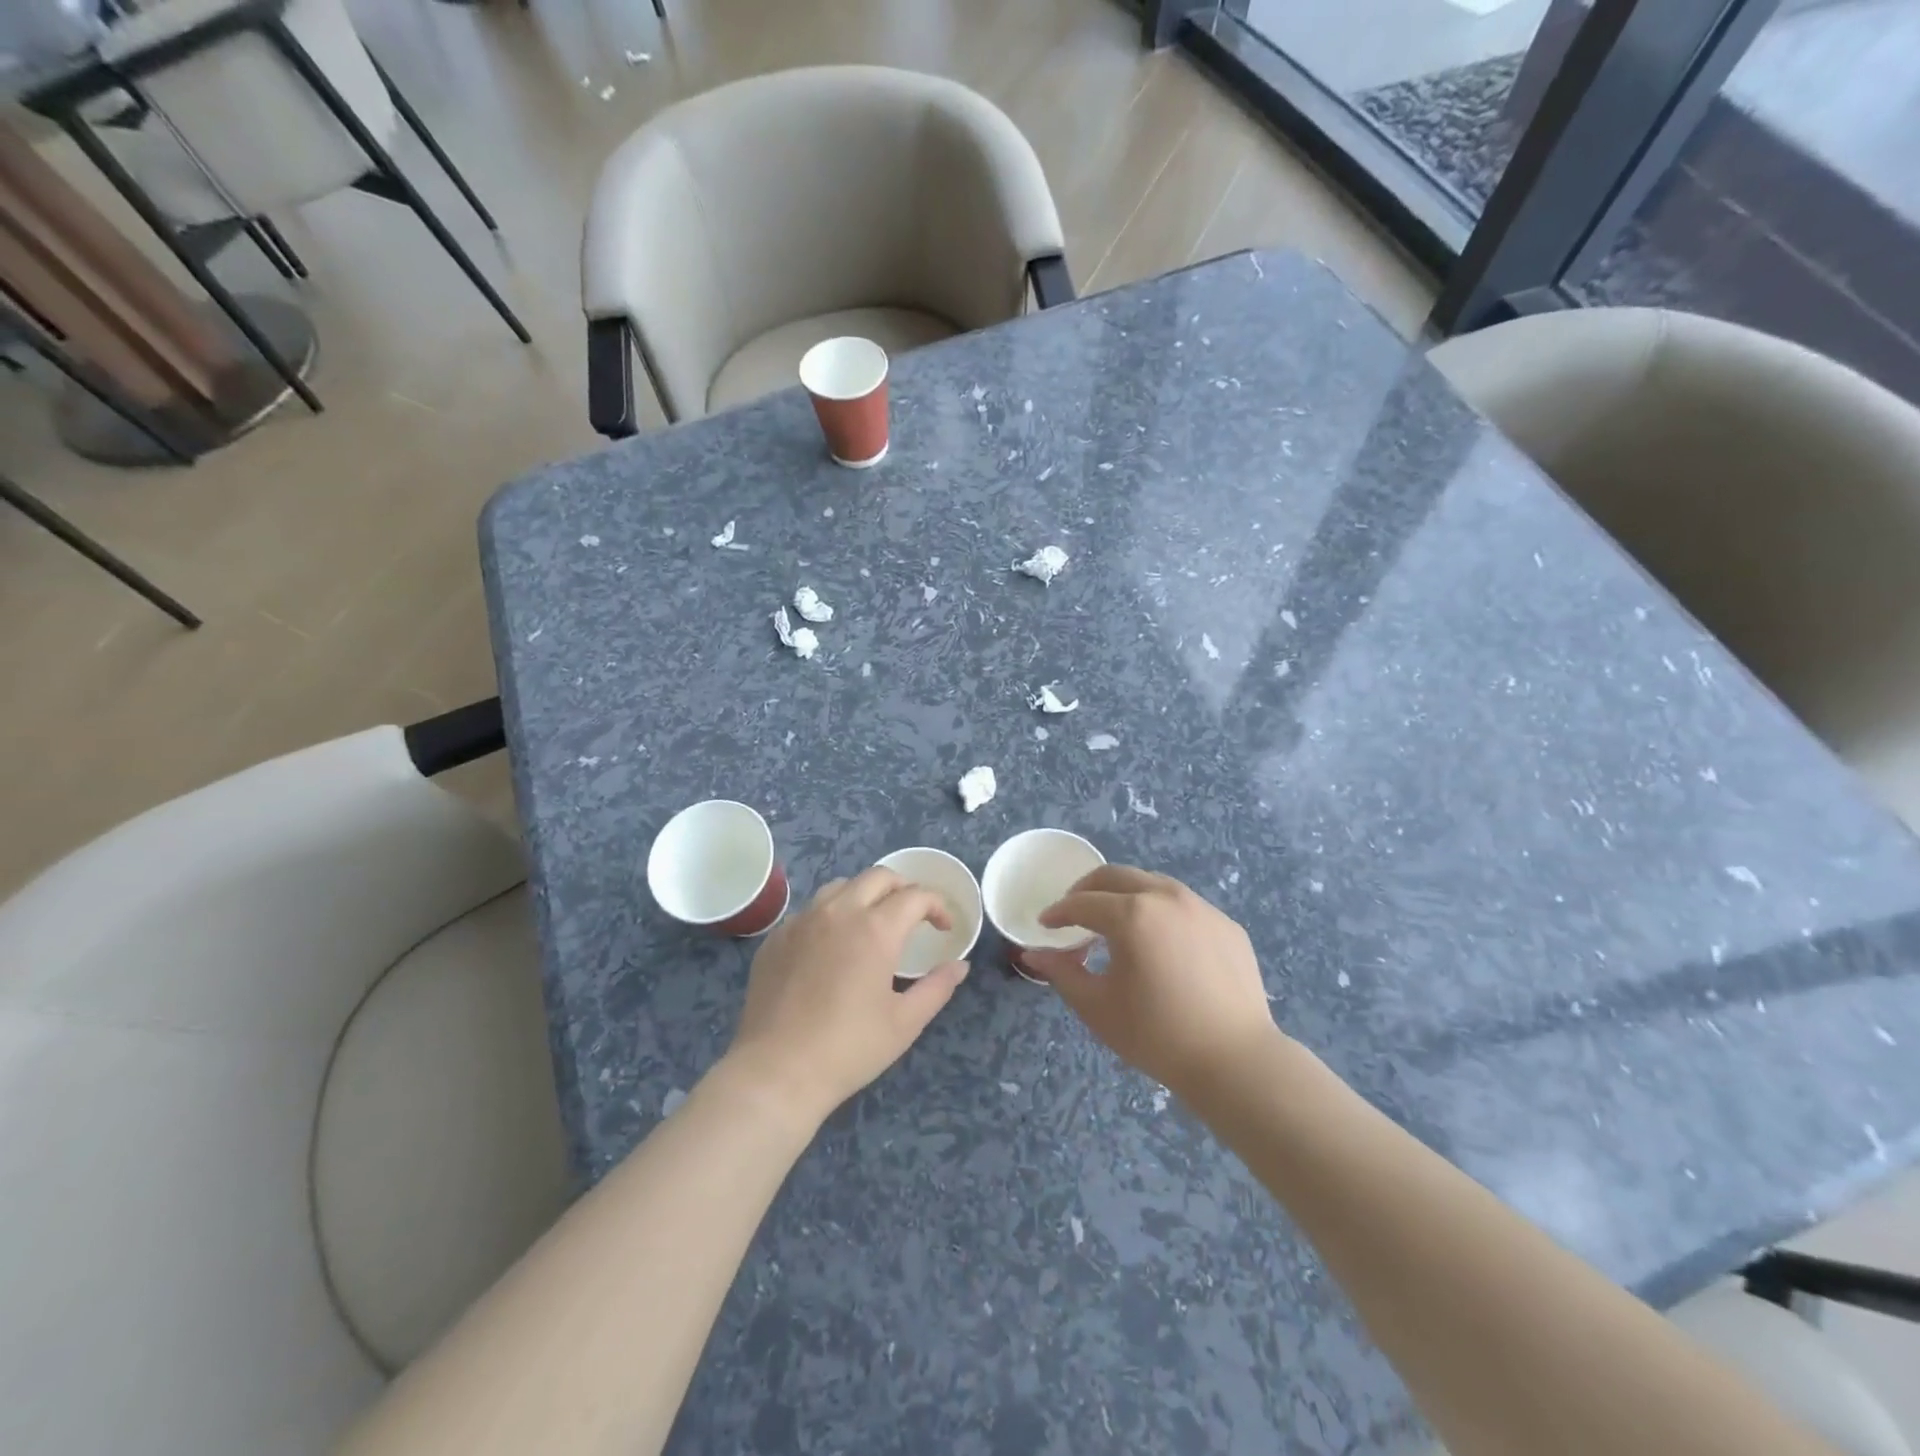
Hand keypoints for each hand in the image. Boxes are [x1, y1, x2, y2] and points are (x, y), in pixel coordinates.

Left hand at [725, 867, 969, 1123]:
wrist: (776, 1072)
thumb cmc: (849, 1049)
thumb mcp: (905, 1023)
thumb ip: (937, 987)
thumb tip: (959, 965)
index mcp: (876, 929)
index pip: (915, 896)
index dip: (937, 906)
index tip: (944, 928)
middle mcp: (839, 912)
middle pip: (879, 877)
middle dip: (904, 889)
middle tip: (913, 916)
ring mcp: (802, 921)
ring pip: (841, 886)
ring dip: (865, 895)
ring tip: (873, 922)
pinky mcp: (777, 937)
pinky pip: (810, 910)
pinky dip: (831, 915)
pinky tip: (833, 945)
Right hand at [1024, 865, 1280, 1099]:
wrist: (1236, 1061)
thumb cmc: (1157, 1035)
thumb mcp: (1097, 1007)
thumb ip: (1061, 972)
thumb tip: (1032, 954)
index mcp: (1132, 914)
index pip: (1082, 903)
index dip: (1058, 912)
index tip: (1045, 924)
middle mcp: (1166, 897)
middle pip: (1115, 876)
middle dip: (1087, 890)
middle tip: (1072, 912)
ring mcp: (1201, 908)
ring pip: (1151, 883)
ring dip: (1124, 894)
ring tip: (1113, 921)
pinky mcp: (1226, 924)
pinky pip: (1183, 905)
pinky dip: (1159, 911)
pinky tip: (1158, 942)